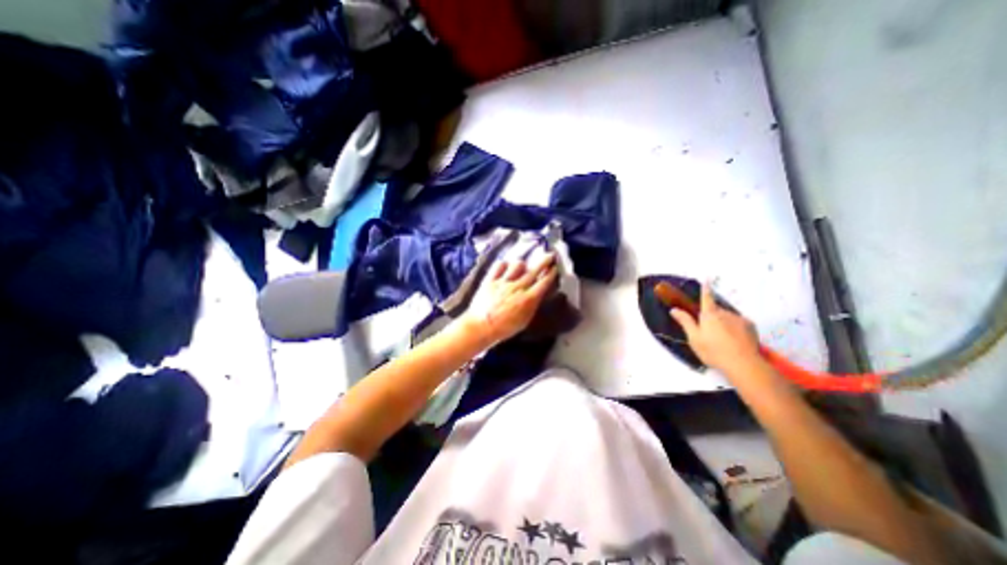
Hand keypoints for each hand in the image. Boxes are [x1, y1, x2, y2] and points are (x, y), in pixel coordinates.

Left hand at [459, 254, 557, 343]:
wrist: (480, 327)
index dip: (551, 274)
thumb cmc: (504, 329)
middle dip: (544, 261)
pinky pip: (499, 266)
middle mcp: (518, 287)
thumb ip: (532, 306)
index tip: (554, 267)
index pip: (544, 282)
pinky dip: (504, 265)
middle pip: (534, 270)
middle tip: (549, 255)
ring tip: (521, 267)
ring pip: (517, 265)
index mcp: (528, 299)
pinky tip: (505, 267)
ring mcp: (503, 282)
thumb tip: (537, 295)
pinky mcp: (490, 279)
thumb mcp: (524, 321)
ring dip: (521, 265)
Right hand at [666, 285, 764, 377]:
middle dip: (711, 317)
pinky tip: (734, 340)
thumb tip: (674, 309)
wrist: (744, 364)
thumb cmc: (714, 351)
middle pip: (716, 310)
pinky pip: (739, 323)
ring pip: (727, 317)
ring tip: (722, 339)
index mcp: (709, 314)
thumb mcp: (694, 338)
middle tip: (708, 332)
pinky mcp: (751, 327)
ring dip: (723, 323)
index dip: (705, 288)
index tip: (706, 279)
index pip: (706, 297)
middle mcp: (725, 313)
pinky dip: (735, 328)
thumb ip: (685, 322)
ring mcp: (739, 319)